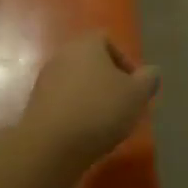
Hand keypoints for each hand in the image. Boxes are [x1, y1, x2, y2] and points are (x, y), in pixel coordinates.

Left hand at [18, 32, 160, 165]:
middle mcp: (62, 56)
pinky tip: (85, 134)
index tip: (133, 87)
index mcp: (86, 45)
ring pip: (76, 84)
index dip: (124, 62)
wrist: (51, 146)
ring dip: (91, 98)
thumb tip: (151, 72)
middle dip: (108, 82)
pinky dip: (76, 113)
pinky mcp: (36, 107)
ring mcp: (45, 81)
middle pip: (91, 63)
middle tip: (123, 105)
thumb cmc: (100, 110)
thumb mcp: (137, 94)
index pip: (107, 40)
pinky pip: (63, 103)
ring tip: (105, 123)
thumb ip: (149, 79)